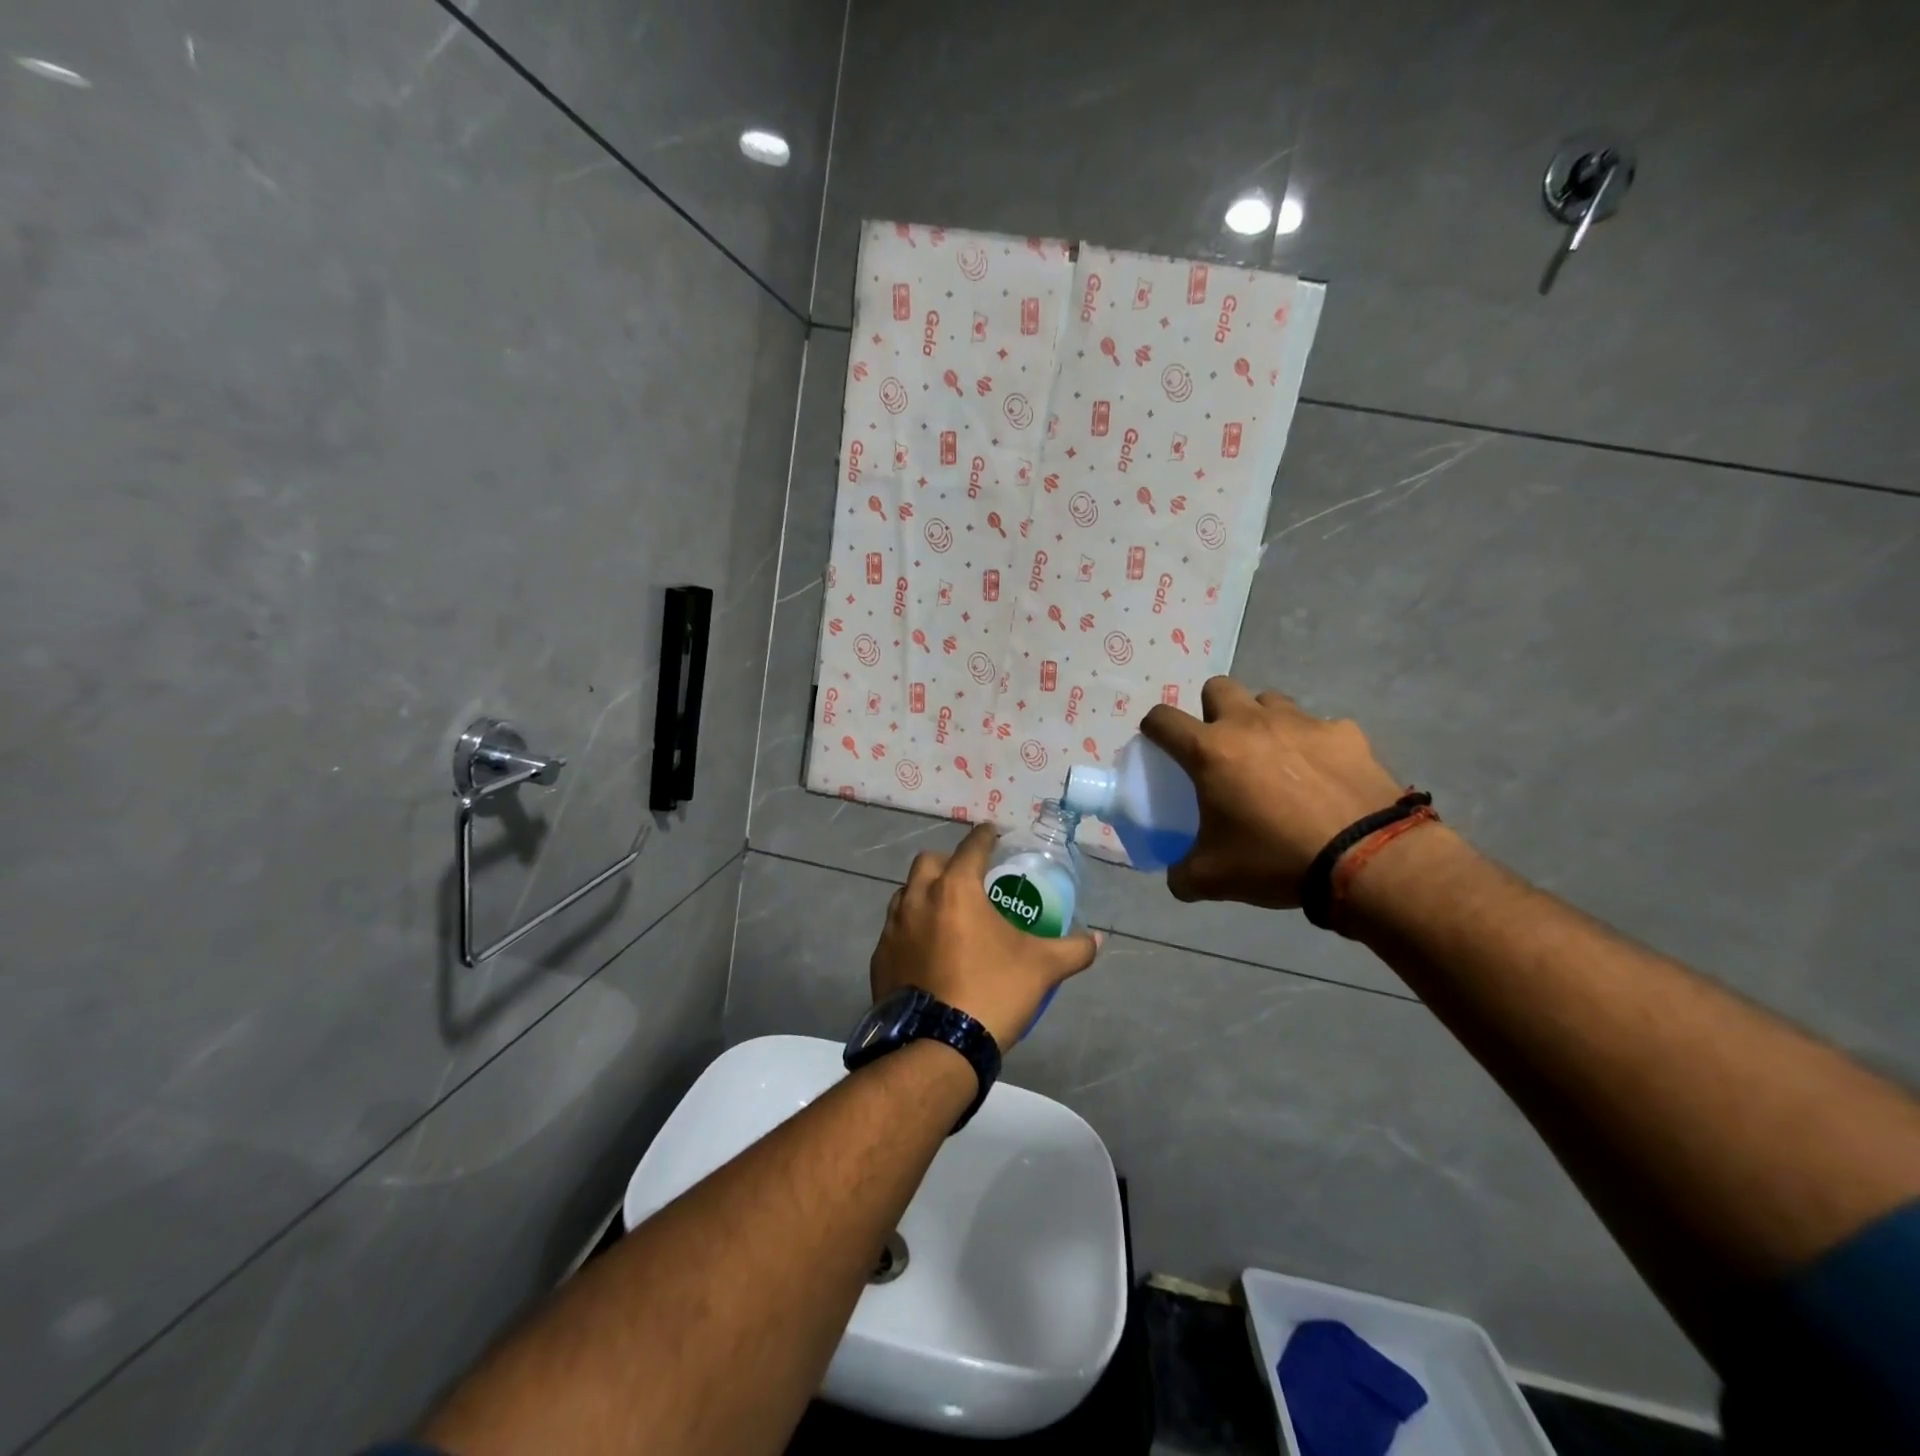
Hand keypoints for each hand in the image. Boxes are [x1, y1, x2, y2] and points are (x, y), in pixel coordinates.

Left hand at [871, 824, 1101, 1048]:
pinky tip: (926, 949)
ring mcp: (893, 928)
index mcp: (956, 888)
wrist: (938, 1046)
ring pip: (906, 893)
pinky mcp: (879, 957)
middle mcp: (918, 898)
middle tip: (969, 879)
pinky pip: (894, 929)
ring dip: (925, 893)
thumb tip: (1098, 939)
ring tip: (946, 913)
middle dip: (949, 862)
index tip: (994, 833)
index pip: (972, 846)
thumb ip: (1073, 949)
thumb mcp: (1042, 968)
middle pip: (930, 862)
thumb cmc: (993, 992)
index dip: (986, 836)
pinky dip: (910, 929)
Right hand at [1140, 677, 1405, 908]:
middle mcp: (1250, 723)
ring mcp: (1300, 722)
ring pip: (1268, 700)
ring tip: (1273, 757)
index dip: (1154, 727)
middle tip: (1222, 747)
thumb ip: (1183, 873)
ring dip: (1262, 720)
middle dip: (1212, 710)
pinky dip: (1313, 744)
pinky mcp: (1343, 732)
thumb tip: (1177, 877)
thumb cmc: (1275, 859)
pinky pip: (1319, 726)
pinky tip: (1322, 775)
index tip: (1159, 744)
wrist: (1365, 858)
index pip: (1163, 719)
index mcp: (1210, 751)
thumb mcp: (1214, 878)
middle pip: (1218, 688)